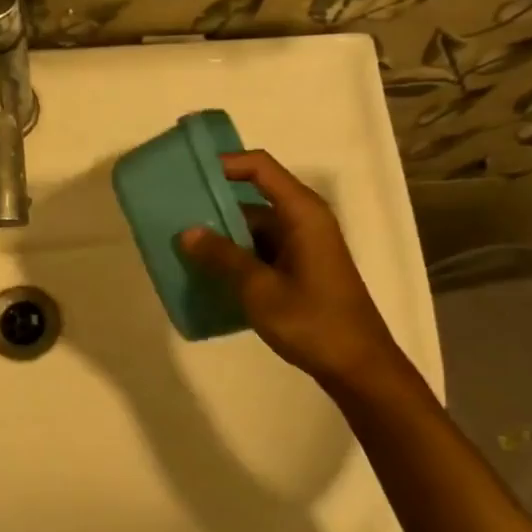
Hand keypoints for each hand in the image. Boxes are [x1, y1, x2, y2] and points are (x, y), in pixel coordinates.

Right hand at [178, 151, 403, 388]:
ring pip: (253, 229)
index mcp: (302, 213)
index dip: (225, 164)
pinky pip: (260, 251)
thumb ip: (223, 257)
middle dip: (214, 206)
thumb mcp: (260, 289)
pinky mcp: (298, 269)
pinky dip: (235, 257)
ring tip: (181, 246)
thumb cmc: (312, 322)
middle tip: (173, 215)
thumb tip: (187, 232)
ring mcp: (302, 246)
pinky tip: (206, 273)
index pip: (259, 168)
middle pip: (253, 198)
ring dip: (221, 236)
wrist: (358, 367)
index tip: (188, 174)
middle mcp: (303, 221)